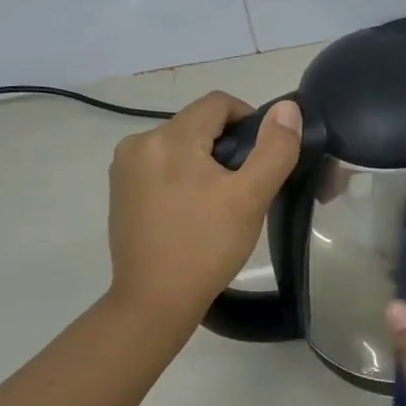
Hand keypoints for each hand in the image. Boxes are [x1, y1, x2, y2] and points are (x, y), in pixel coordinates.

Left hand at [107, 92, 301, 324]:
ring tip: (219, 202)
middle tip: (245, 187)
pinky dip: (181, 177)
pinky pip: (160, 166)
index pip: (218, 103)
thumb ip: (274, 149)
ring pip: (179, 145)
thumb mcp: (250, 197)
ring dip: (204, 161)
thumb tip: (286, 108)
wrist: (154, 301)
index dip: (249, 120)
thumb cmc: (206, 247)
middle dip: (226, 146)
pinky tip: (192, 211)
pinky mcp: (119, 191)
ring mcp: (124, 168)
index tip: (263, 156)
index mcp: (169, 138)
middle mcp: (139, 142)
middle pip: (197, 124)